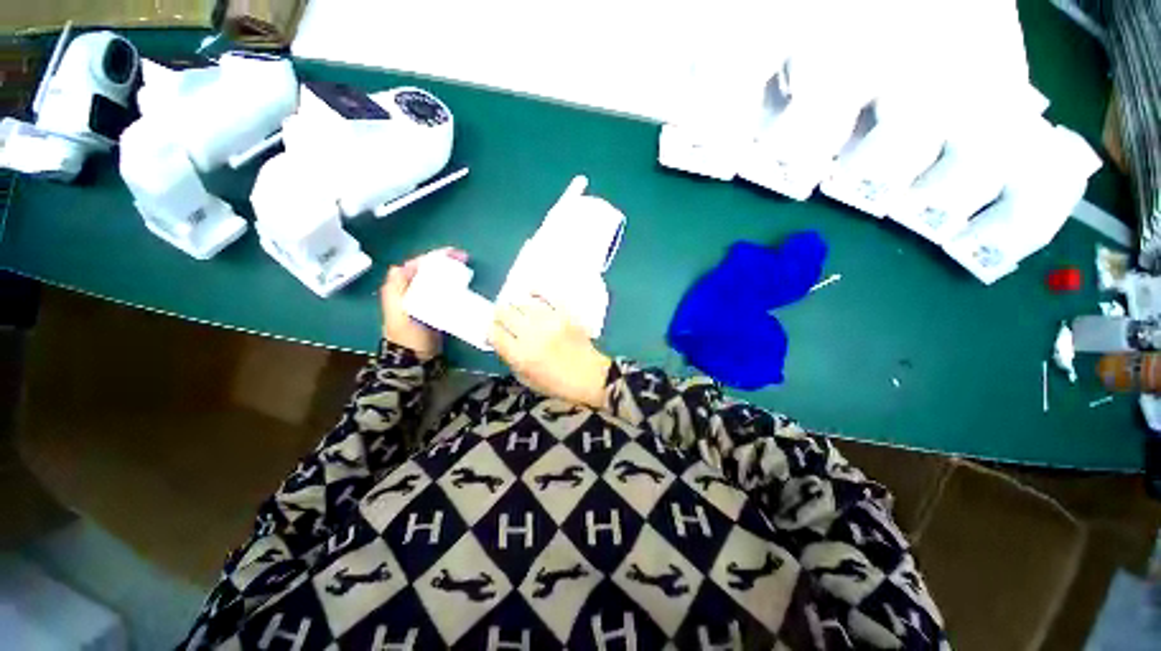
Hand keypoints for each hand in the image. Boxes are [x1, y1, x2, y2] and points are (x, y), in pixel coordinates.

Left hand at [380, 247, 467, 360]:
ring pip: (436, 277)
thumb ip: (395, 291)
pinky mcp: (434, 308)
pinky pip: (443, 289)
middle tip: (464, 258)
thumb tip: (399, 267)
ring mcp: (423, 299)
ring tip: (466, 266)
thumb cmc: (408, 337)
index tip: (454, 254)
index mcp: (400, 288)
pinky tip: (464, 283)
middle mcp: (410, 290)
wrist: (415, 360)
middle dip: (444, 260)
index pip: (417, 264)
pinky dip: (453, 283)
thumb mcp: (398, 314)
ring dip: (449, 270)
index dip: (434, 257)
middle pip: (428, 268)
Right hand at [489, 294, 611, 407]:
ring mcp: (550, 322)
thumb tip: (500, 339)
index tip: (494, 331)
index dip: (490, 330)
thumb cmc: (558, 384)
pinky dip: (537, 292)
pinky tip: (531, 293)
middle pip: (504, 313)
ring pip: (522, 303)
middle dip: (500, 316)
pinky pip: (547, 295)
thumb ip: (510, 358)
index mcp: (521, 356)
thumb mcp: (527, 379)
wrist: (591, 377)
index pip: (494, 333)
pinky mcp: (565, 314)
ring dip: (517, 307)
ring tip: (520, 311)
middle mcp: (532, 335)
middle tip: (504, 319)